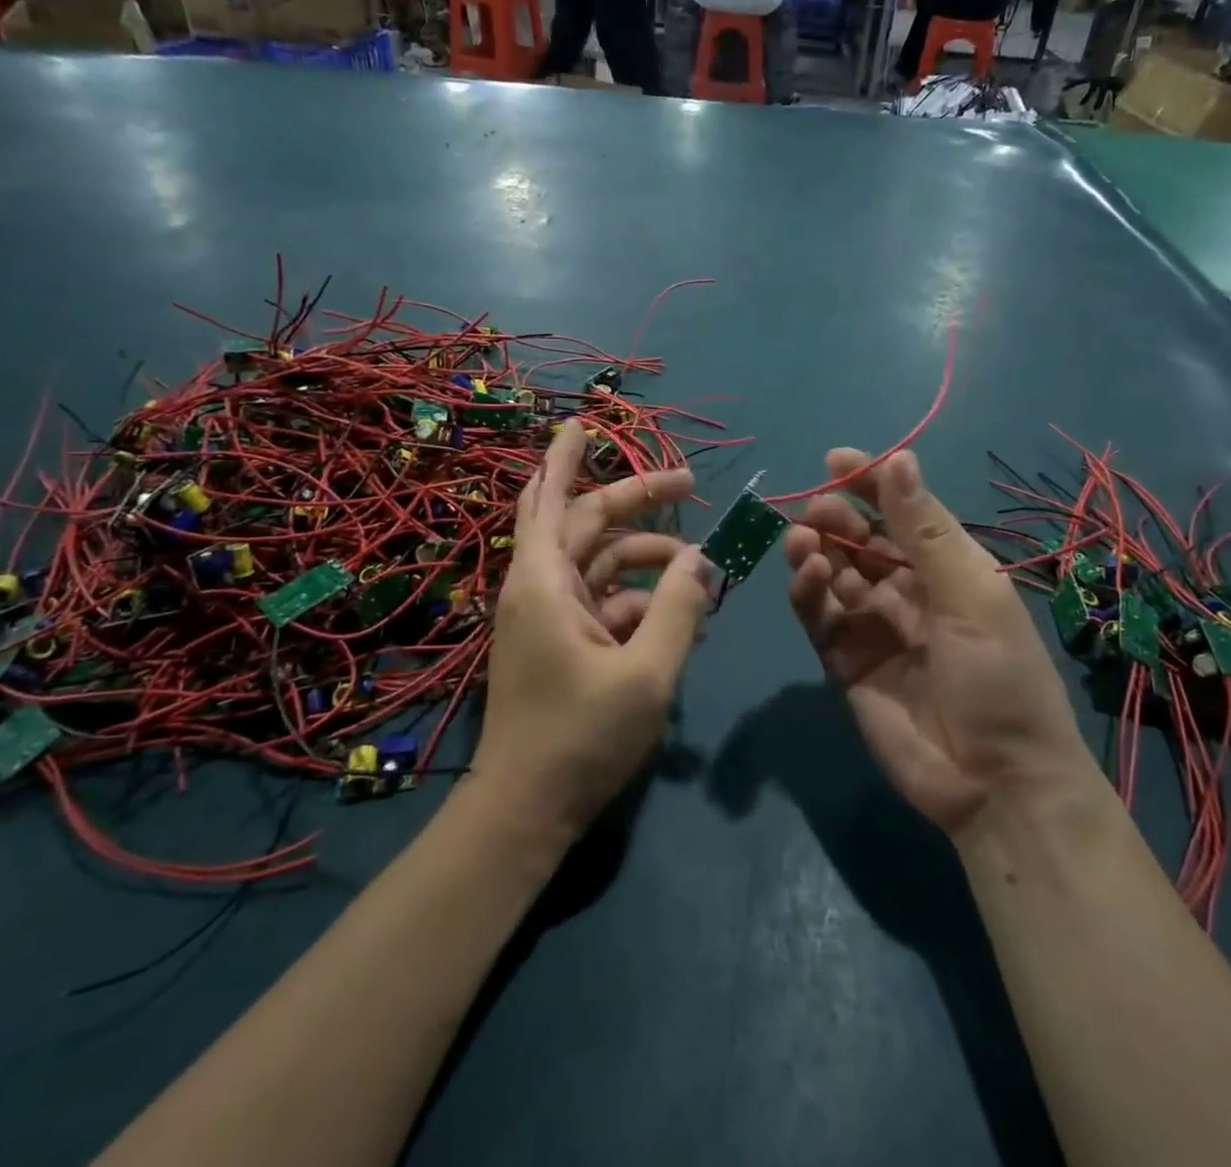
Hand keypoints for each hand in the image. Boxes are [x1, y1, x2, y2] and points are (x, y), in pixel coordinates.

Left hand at [477, 421, 712, 842]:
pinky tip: (676, 612)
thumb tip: (704, 560)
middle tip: (689, 484)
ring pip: (599, 562)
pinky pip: (602, 600)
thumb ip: (679, 610)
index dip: (566, 456)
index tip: (582, 420)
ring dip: (647, 557)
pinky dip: (637, 597)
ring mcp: (549, 616)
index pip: (552, 498)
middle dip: (637, 499)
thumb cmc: (580, 738)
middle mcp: (540, 587)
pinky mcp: (560, 642)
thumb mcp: (646, 674)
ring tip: (700, 569)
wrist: (526, 811)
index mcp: (544, 582)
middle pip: (587, 523)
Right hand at [784, 449, 1088, 837]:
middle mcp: (907, 590)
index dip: (869, 482)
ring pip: (834, 572)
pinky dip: (808, 591)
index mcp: (947, 567)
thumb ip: (926, 530)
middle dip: (836, 516)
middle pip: (860, 539)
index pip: (901, 510)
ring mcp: (873, 625)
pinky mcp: (844, 660)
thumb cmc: (999, 677)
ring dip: (816, 549)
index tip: (834, 460)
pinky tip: (809, 575)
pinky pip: (819, 615)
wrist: (995, 783)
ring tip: (802, 540)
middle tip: (816, 510)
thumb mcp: (970, 595)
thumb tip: (899, 457)